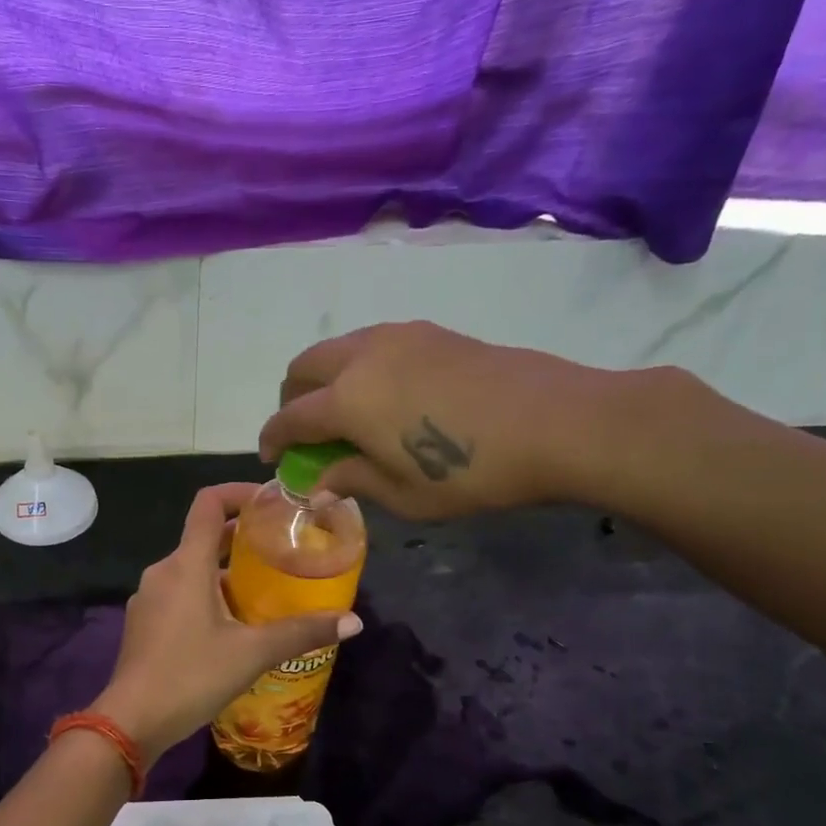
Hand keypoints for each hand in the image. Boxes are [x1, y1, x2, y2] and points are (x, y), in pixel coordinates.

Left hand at [93, 483, 361, 758]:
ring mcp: (149, 598)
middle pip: (203, 537)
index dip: (239, 493)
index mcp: (186, 564)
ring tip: (264, 589)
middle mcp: (163, 571)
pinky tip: (231, 624)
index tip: (271, 502)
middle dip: (242, 539)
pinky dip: (207, 594)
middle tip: (282, 549)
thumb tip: (353, 622)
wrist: (131, 721)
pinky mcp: (144, 623)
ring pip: (192, 569)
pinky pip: (180, 593)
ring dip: (226, 571)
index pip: (208, 503)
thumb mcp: (252, 653)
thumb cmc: (191, 675)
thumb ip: (302, 632)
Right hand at [257, 321, 627, 518]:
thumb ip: (352, 479)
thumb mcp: (403, 494)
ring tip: (344, 413)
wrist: (555, 422)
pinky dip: (358, 366)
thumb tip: (320, 480)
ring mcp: (397, 336)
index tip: (271, 457)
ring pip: (337, 348)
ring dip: (324, 378)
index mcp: (346, 400)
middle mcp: (361, 357)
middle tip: (304, 432)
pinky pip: (372, 343)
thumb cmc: (471, 472)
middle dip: (291, 399)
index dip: (272, 439)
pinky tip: (386, 396)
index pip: (289, 417)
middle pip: (303, 367)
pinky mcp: (429, 331)